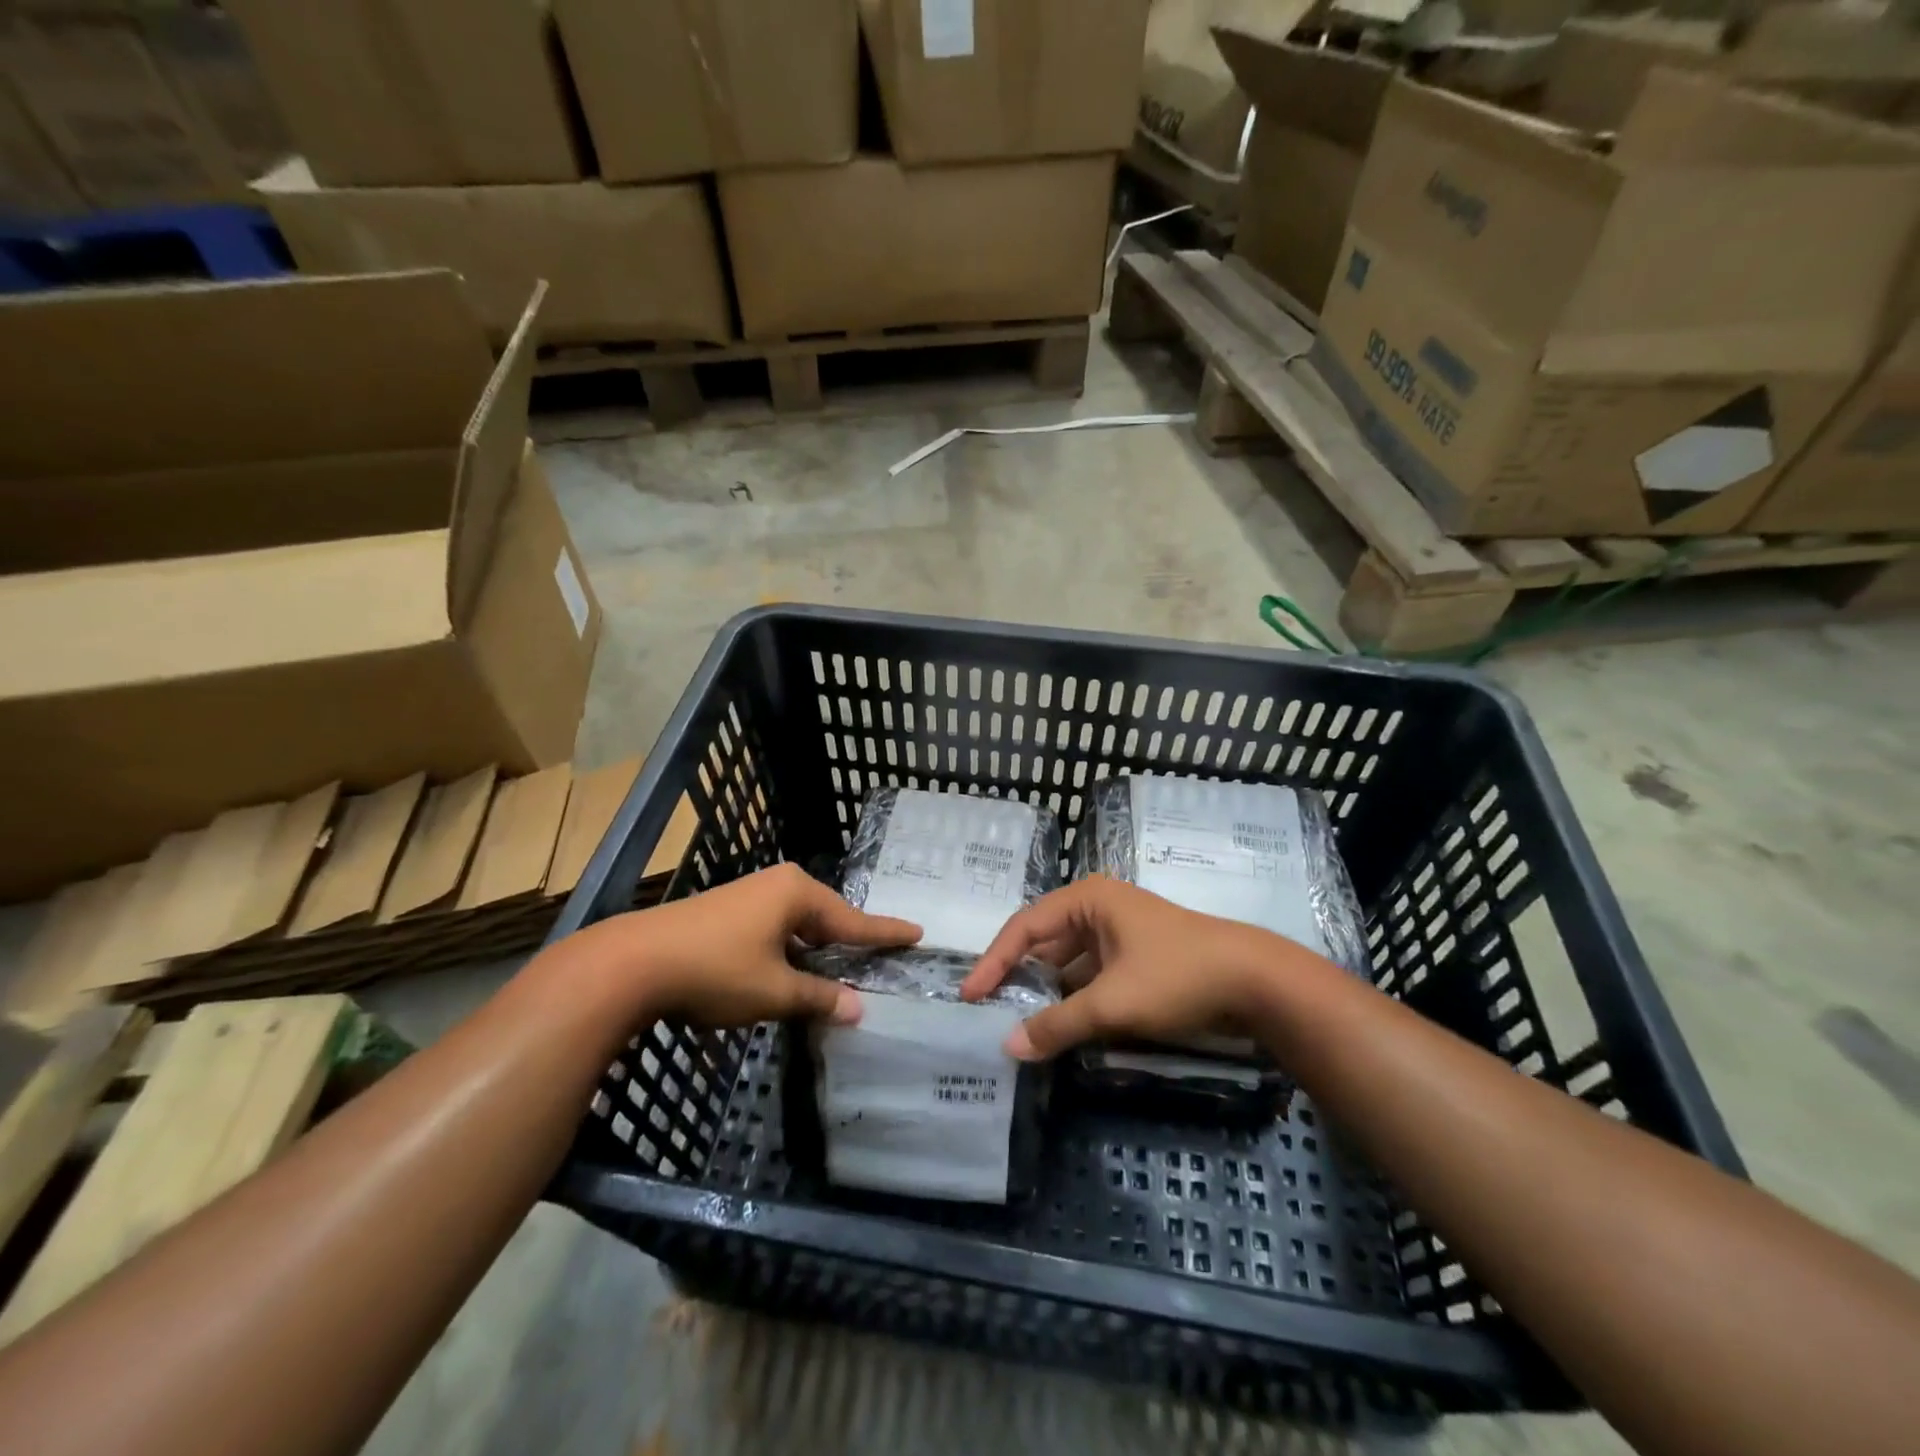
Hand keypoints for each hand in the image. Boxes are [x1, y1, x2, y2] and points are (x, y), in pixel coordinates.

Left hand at [571, 863, 919, 1027]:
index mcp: (797, 893)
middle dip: (849, 942)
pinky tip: (791, 970)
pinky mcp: (727, 912)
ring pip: (798, 925)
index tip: (917, 933)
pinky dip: (790, 950)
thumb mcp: (774, 990)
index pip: (853, 920)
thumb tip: (858, 1009)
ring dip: (816, 950)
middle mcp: (778, 885)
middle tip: (879, 958)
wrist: (633, 962)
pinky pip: (775, 929)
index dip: (885, 933)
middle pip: (826, 918)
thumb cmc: (715, 970)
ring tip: (839, 971)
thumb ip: (818, 998)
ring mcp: (750, 895)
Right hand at [961, 877, 1323, 1059]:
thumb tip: (1008, 1048)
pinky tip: (1060, 1025)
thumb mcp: (1113, 1003)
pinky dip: (1073, 998)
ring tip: (1017, 1024)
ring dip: (1046, 992)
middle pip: (1043, 942)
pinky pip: (1090, 975)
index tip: (969, 996)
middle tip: (988, 1012)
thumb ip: (1058, 1025)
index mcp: (1087, 900)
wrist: (1256, 982)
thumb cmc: (1177, 975)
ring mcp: (1119, 932)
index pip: (1024, 927)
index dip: (993, 961)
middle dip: (1018, 977)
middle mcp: (1097, 908)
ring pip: (1068, 962)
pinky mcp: (1135, 957)